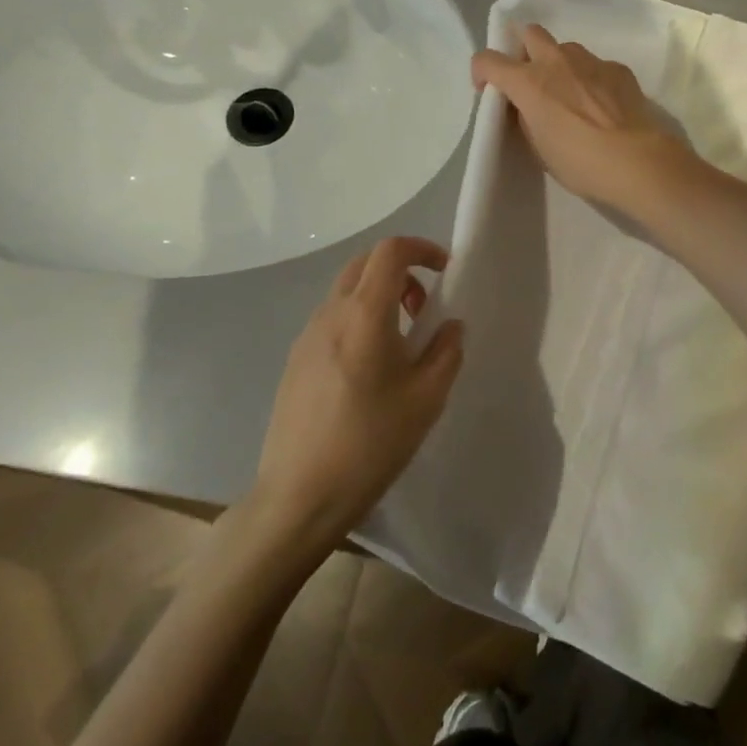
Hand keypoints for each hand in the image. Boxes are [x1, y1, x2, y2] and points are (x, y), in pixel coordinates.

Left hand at [253, 237, 464, 549]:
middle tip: (423, 309)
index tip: (445, 272)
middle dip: (401, 271)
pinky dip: (359, 318)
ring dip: (378, 296)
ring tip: (401, 342)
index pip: (390, 252)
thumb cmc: (371, 444)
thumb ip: (446, 351)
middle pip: (365, 264)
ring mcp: (307, 335)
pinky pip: (332, 318)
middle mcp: (330, 314)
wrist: (299, 495)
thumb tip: (451, 325)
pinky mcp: (295, 359)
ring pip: (346, 290)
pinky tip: (370, 368)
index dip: (422, 249)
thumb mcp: (427, 399)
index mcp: (364, 315)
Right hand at [471, 24, 693, 213]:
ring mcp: (590, 61)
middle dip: (525, 51)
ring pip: (566, 48)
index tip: (490, 91)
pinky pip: (596, 65)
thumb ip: (527, 118)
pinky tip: (602, 104)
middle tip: (532, 81)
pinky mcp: (618, 69)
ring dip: (560, 64)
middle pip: (530, 33)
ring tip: (571, 95)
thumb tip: (528, 106)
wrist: (635, 160)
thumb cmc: (579, 162)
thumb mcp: (539, 147)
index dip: (482, 73)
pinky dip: (592, 79)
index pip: (487, 59)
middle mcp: (556, 61)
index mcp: (529, 82)